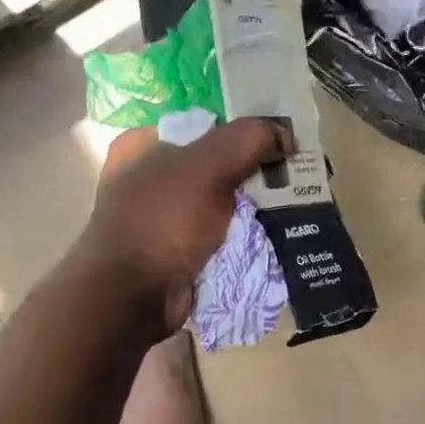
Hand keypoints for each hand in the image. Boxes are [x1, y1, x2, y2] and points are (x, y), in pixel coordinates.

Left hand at [83, 118, 289, 330]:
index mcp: (143, 145)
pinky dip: (242, 236)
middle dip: (253, 170)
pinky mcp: (176, 251)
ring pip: (221, 201)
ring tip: (293, 204)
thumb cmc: (161, 222)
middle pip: (216, 163)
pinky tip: (273, 234)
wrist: (131, 298)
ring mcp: (162, 217)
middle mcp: (149, 177)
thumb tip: (284, 134)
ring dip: (252, 206)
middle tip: (293, 174)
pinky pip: (219, 235)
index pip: (204, 124)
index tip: (281, 139)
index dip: (244, 128)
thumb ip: (246, 140)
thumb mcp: (205, 168)